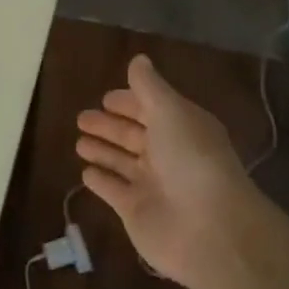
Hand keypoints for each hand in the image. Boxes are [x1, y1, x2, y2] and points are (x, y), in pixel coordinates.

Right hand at [76, 54, 266, 286]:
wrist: (209, 229)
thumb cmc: (191, 159)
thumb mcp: (170, 112)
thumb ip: (149, 87)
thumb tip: (138, 59)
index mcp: (182, 127)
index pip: (152, 109)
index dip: (130, 102)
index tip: (106, 97)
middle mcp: (168, 154)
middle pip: (134, 135)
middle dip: (110, 126)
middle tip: (82, 117)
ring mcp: (152, 185)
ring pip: (121, 162)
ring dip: (103, 151)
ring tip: (79, 142)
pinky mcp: (136, 211)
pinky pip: (113, 191)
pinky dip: (101, 181)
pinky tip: (85, 173)